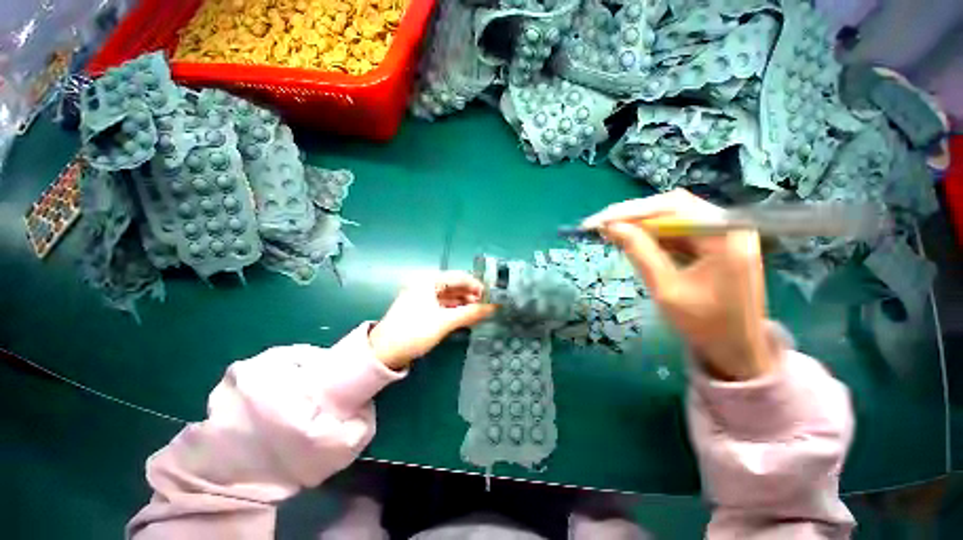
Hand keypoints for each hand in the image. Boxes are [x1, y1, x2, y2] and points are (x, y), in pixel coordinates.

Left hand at [369, 271, 496, 369]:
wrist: (385, 351)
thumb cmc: (415, 331)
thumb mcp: (445, 322)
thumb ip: (470, 313)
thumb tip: (493, 307)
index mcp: (429, 281)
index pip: (460, 277)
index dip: (478, 286)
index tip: (493, 298)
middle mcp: (425, 285)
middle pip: (454, 286)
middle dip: (472, 296)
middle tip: (488, 308)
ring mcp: (421, 298)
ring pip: (448, 297)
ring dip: (464, 305)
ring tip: (479, 315)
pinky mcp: (419, 311)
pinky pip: (442, 306)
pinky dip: (454, 311)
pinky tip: (464, 319)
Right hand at [583, 190, 772, 380]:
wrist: (742, 352)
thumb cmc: (708, 329)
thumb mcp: (670, 294)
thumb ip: (641, 255)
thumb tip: (612, 228)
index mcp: (724, 235)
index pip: (673, 207)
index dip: (633, 210)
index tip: (600, 221)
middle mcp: (732, 223)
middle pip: (679, 206)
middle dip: (641, 216)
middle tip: (606, 227)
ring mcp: (733, 230)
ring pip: (684, 216)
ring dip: (653, 225)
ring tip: (621, 234)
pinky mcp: (730, 240)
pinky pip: (694, 229)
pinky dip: (670, 235)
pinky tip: (648, 242)